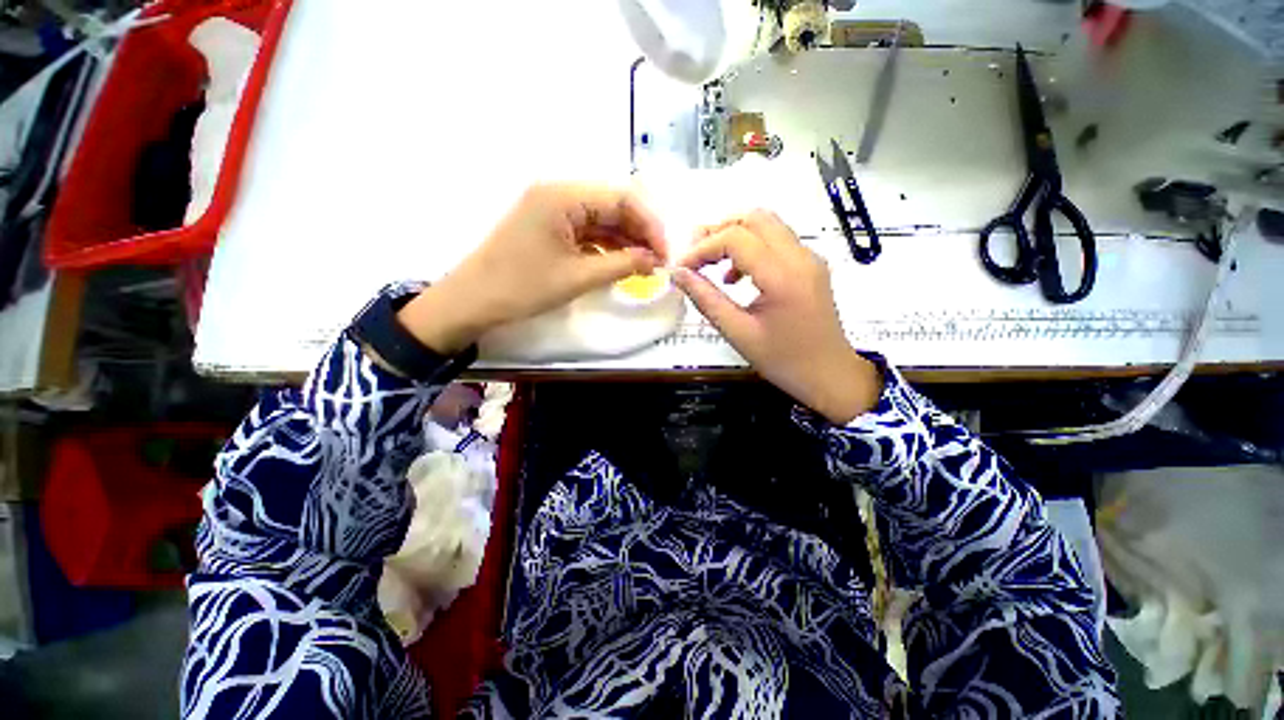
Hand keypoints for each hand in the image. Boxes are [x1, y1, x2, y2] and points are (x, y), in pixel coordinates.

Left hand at [397, 184, 666, 353]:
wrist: (468, 302)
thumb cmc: (520, 287)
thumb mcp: (576, 278)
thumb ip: (622, 264)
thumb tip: (656, 260)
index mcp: (563, 195)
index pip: (622, 198)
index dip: (650, 225)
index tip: (667, 254)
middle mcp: (557, 191)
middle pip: (611, 203)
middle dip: (638, 231)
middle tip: (658, 262)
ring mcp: (547, 205)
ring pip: (598, 216)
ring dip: (621, 238)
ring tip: (643, 266)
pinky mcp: (542, 222)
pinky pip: (581, 226)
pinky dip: (601, 243)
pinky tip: (617, 263)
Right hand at [673, 210, 881, 423]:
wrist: (832, 376)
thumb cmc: (787, 362)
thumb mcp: (740, 335)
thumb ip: (707, 300)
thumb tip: (678, 273)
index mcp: (783, 276)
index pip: (735, 239)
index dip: (703, 248)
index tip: (682, 268)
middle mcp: (800, 257)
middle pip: (754, 218)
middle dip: (720, 230)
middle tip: (697, 256)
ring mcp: (810, 257)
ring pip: (768, 223)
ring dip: (737, 234)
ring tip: (713, 263)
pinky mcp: (812, 263)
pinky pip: (779, 238)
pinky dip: (754, 244)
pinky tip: (738, 274)